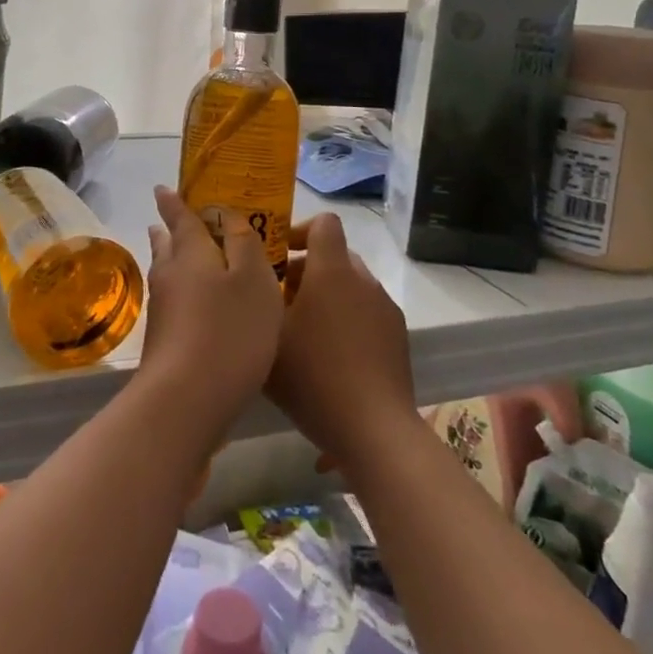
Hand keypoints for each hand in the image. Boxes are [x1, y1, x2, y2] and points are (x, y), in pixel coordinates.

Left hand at [140, 186, 283, 442]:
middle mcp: (170, 274)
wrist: (187, 398)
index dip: (173, 201)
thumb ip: (244, 243)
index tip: (163, 188)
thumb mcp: (253, 279)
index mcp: (191, 252)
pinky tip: (195, 304)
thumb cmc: (230, 330)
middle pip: (168, 245)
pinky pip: (172, 300)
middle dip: (171, 231)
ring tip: (181, 254)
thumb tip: (227, 215)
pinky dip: (182, 291)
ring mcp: (162, 309)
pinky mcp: (162, 339)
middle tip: (173, 220)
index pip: (180, 217)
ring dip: (173, 259)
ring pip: (167, 273)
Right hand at [267, 213, 416, 478]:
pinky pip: (367, 312)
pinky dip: (347, 320)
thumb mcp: (267, 337)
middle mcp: (363, 280)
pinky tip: (330, 358)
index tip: (277, 257)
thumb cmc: (314, 376)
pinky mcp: (398, 337)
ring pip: (351, 285)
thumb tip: (254, 279)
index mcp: (332, 271)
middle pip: (335, 255)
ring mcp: (385, 308)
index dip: (299, 230)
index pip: (324, 223)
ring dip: (327, 296)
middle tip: (280, 300)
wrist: (374, 430)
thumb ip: (257, 300)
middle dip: (307, 269)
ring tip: (303, 332)